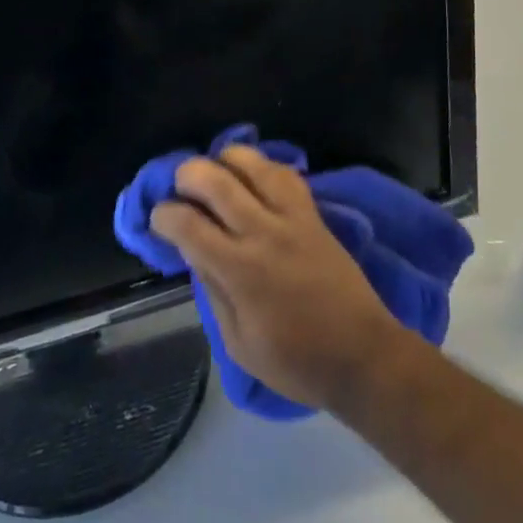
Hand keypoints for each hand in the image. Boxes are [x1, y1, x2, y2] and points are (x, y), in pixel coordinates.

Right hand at [152, 145, 406, 411]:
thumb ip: (212, 293)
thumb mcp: (239, 344)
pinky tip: (251, 178)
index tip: (158, 220)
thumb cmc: (296, 362)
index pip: (187, 224)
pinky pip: (283, 172)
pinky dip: (260, 167)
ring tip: (215, 175)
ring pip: (249, 163)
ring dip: (223, 161)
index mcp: (239, 271)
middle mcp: (262, 232)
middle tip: (180, 191)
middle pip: (213, 179)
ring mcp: (291, 216)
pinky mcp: (312, 212)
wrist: (364, 355)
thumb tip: (194, 253)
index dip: (163, 215)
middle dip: (185, 176)